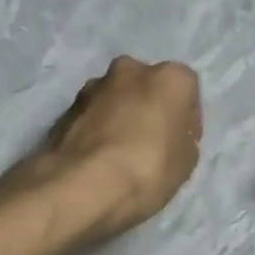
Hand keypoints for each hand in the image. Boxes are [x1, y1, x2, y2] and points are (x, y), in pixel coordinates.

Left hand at [32, 57, 201, 238]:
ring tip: (120, 152)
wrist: (81, 184)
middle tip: (152, 143)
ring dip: (121, 116)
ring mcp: (93, 86)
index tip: (181, 143)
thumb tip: (170, 135)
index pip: (188, 92)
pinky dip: (97, 129)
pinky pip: (92, 115)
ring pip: (116, 98)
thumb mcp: (186, 162)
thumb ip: (182, 138)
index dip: (186, 120)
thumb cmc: (147, 168)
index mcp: (169, 76)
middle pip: (148, 87)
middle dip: (150, 109)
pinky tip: (98, 157)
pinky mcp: (66, 107)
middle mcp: (130, 69)